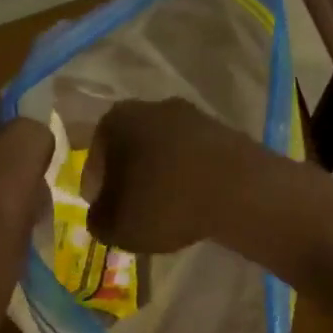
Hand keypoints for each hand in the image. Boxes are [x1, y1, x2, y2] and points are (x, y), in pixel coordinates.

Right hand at [83, 97, 279, 253]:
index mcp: (114, 121)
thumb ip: (99, 221)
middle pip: (131, 152)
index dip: (97, 193)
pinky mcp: (224, 131)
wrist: (238, 189)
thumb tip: (102, 215)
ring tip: (169, 211)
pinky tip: (196, 203)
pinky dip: (191, 178)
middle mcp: (150, 106)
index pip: (94, 163)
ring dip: (163, 178)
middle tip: (135, 213)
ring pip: (165, 153)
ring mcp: (192, 116)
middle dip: (131, 180)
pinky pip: (195, 159)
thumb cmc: (163, 203)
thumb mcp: (116, 226)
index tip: (107, 216)